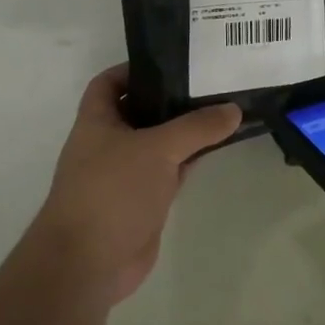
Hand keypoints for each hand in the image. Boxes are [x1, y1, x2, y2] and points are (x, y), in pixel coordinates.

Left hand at [31, 64, 241, 304]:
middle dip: (170, 96)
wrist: (89, 264)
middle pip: (141, 109)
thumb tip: (234, 109)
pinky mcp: (144, 200)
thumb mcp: (157, 149)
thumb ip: (197, 127)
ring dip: (185, 129)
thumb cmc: (112, 191)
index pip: (109, 82)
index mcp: (97, 121)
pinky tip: (218, 147)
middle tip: (210, 80)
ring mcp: (126, 173)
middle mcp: (109, 143)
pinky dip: (191, 159)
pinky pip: (171, 170)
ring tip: (222, 107)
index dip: (134, 68)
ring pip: (160, 142)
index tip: (171, 60)